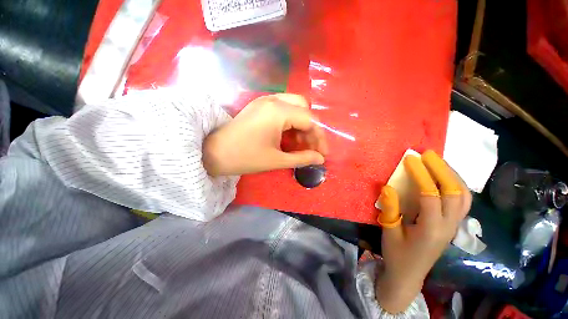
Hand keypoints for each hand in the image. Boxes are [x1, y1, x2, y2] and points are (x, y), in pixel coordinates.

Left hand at [203, 94, 327, 175]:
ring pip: (294, 108)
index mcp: (278, 111)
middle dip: (311, 129)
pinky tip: (288, 137)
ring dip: (301, 126)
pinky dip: (290, 123)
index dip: (319, 137)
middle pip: (304, 109)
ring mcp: (265, 101)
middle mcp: (274, 100)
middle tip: (310, 147)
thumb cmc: (245, 157)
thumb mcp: (277, 160)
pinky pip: (283, 110)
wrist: (213, 153)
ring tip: (299, 145)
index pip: (310, 120)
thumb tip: (320, 159)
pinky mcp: (260, 106)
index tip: (322, 153)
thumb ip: (302, 158)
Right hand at [375, 150, 471, 312]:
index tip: (410, 159)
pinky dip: (457, 185)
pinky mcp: (453, 226)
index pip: (431, 195)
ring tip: (438, 162)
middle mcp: (448, 226)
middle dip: (442, 169)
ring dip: (453, 175)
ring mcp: (454, 226)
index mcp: (431, 229)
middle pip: (455, 192)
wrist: (409, 275)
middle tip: (428, 154)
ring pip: (464, 196)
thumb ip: (390, 209)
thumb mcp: (389, 232)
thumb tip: (387, 187)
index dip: (421, 174)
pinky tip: (446, 178)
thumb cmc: (397, 254)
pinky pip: (462, 202)